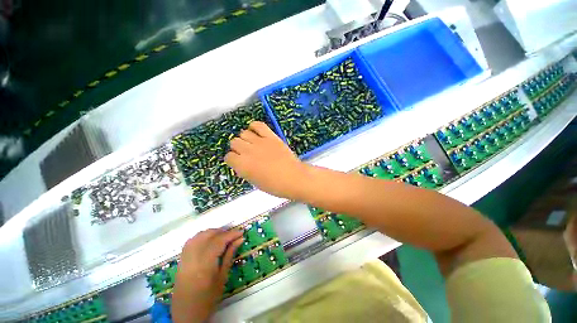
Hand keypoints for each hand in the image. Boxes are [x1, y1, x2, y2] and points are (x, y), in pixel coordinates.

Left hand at [172, 229, 242, 322]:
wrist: (186, 314)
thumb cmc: (208, 299)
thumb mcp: (222, 277)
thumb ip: (230, 255)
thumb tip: (240, 239)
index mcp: (205, 263)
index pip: (219, 241)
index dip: (231, 234)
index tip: (241, 232)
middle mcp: (193, 257)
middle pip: (208, 235)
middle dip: (222, 231)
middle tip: (233, 235)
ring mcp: (185, 258)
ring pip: (199, 235)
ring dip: (212, 232)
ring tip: (222, 236)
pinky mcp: (181, 260)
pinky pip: (191, 241)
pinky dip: (201, 236)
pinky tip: (208, 240)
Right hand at [225, 121, 308, 198]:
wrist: (294, 178)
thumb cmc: (275, 185)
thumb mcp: (254, 182)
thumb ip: (244, 170)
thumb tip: (241, 163)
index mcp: (242, 165)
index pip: (229, 157)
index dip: (233, 160)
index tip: (238, 162)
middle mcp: (248, 151)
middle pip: (234, 142)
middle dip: (238, 148)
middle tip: (246, 153)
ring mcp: (260, 142)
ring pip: (243, 133)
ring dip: (245, 139)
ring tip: (252, 144)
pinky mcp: (271, 137)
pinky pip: (258, 125)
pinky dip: (254, 127)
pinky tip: (256, 132)